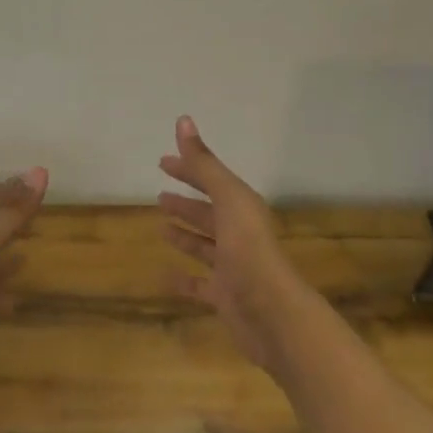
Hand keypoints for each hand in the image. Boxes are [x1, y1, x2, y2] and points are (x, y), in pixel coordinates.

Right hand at [158, 117, 307, 371]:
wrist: (273, 313)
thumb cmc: (249, 249)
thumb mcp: (227, 198)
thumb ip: (204, 163)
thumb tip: (183, 119)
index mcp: (242, 207)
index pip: (211, 180)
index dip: (189, 169)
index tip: (162, 162)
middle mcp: (238, 233)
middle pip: (208, 212)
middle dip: (186, 202)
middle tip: (158, 195)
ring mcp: (232, 266)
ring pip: (204, 245)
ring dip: (185, 234)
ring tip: (161, 227)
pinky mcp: (225, 296)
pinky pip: (200, 284)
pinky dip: (183, 279)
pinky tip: (165, 276)